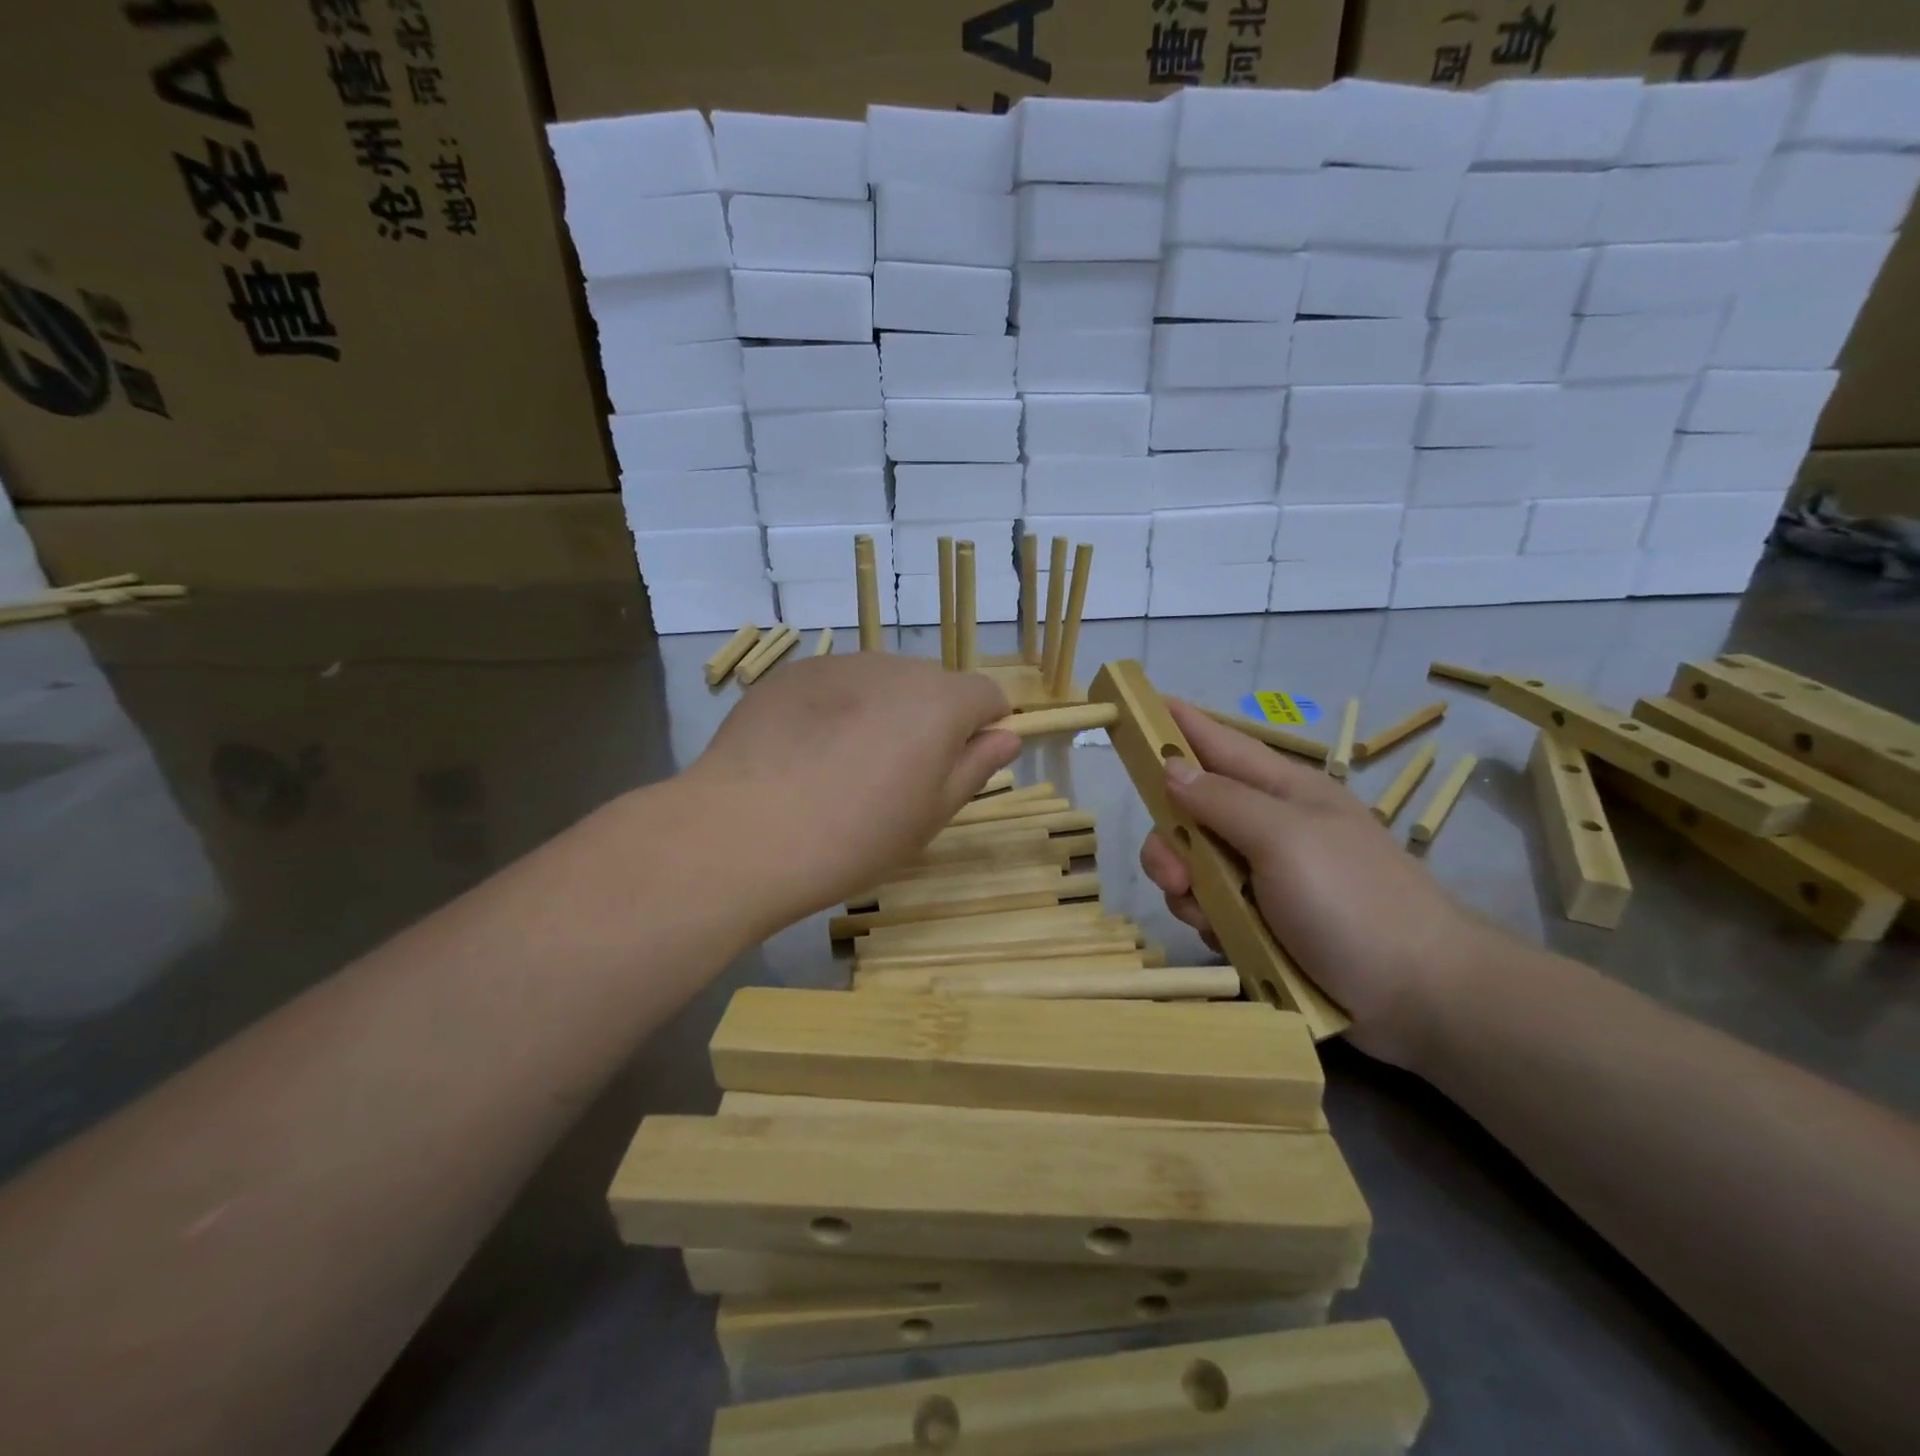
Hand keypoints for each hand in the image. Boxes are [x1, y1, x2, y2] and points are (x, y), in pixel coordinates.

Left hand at [687, 653, 1019, 929]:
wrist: (745, 832)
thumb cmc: (855, 836)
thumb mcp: (930, 814)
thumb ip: (975, 767)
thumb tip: (1006, 736)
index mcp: (941, 701)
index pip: (987, 694)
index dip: (984, 728)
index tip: (959, 766)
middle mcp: (894, 667)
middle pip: (933, 685)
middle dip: (930, 720)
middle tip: (897, 778)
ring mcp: (837, 665)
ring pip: (881, 682)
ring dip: (882, 711)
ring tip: (844, 766)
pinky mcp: (790, 674)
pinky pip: (834, 685)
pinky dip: (836, 709)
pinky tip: (805, 754)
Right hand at [1141, 701, 1501, 1065]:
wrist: (1419, 998)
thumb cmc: (1354, 902)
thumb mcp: (1285, 839)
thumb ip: (1223, 801)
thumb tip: (1170, 767)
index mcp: (1282, 790)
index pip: (1217, 743)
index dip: (1175, 724)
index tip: (1133, 706)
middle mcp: (1267, 826)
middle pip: (1190, 813)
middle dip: (1171, 842)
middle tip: (1178, 875)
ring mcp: (1264, 875)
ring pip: (1192, 864)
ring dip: (1188, 889)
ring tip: (1213, 919)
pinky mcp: (1261, 919)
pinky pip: (1208, 906)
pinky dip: (1208, 921)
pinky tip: (1228, 939)